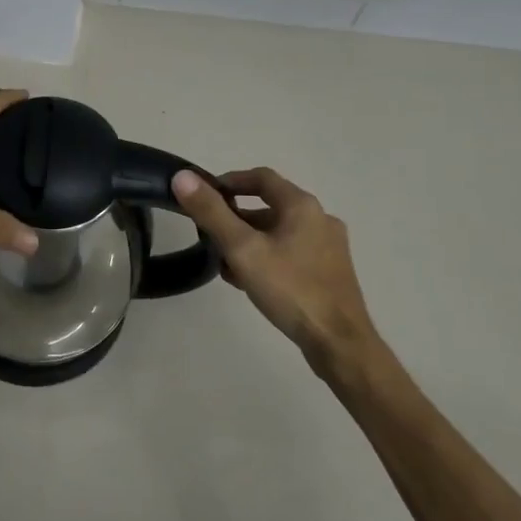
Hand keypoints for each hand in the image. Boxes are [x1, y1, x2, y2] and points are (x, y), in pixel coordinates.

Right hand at [172, 166, 381, 382]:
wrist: (339, 342)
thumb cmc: (290, 289)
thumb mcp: (242, 249)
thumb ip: (211, 212)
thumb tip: (182, 177)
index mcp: (302, 206)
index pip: (261, 177)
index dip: (230, 181)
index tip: (205, 196)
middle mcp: (320, 218)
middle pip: (269, 207)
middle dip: (235, 218)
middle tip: (208, 235)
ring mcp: (328, 247)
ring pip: (279, 233)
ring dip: (249, 241)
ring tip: (224, 264)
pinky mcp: (330, 272)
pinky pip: (291, 253)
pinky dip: (267, 258)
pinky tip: (250, 282)